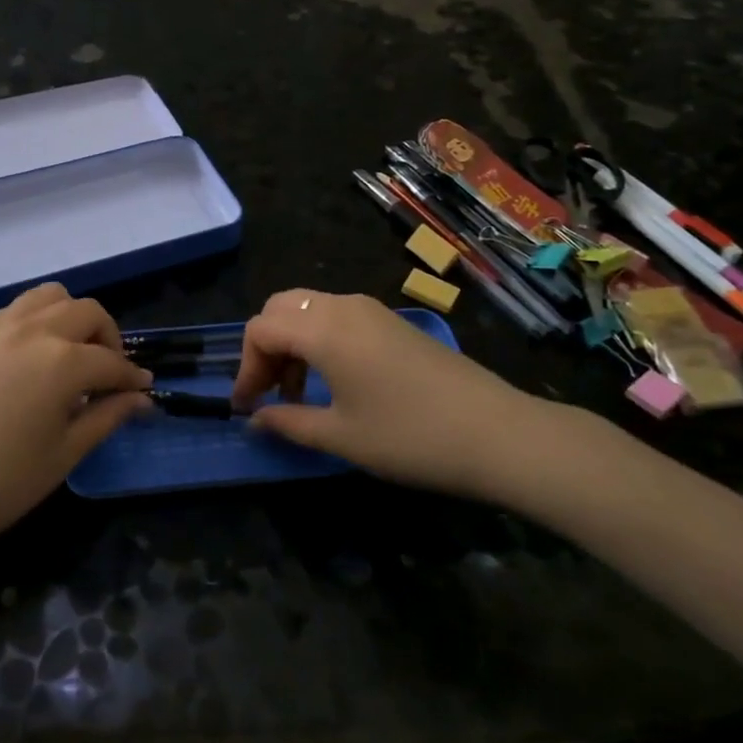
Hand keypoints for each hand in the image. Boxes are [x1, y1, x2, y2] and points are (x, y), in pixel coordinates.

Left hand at [0, 284, 151, 550]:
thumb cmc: (0, 482)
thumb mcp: (64, 454)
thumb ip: (107, 417)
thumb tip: (141, 399)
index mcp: (62, 361)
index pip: (111, 361)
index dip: (132, 378)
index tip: (143, 390)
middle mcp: (33, 330)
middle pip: (86, 312)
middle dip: (107, 337)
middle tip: (107, 371)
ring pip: (49, 297)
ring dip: (71, 316)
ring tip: (69, 351)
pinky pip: (14, 310)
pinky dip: (35, 321)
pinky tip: (28, 357)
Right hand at [231, 289, 566, 502]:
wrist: (497, 432)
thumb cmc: (409, 436)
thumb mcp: (341, 436)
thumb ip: (289, 423)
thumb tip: (256, 419)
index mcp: (322, 329)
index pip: (260, 330)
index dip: (245, 368)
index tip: (246, 408)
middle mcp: (342, 306)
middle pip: (281, 308)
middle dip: (265, 348)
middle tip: (268, 394)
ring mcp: (370, 310)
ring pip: (309, 309)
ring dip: (292, 343)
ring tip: (297, 392)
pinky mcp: (391, 321)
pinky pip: (336, 316)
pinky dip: (318, 339)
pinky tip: (332, 380)